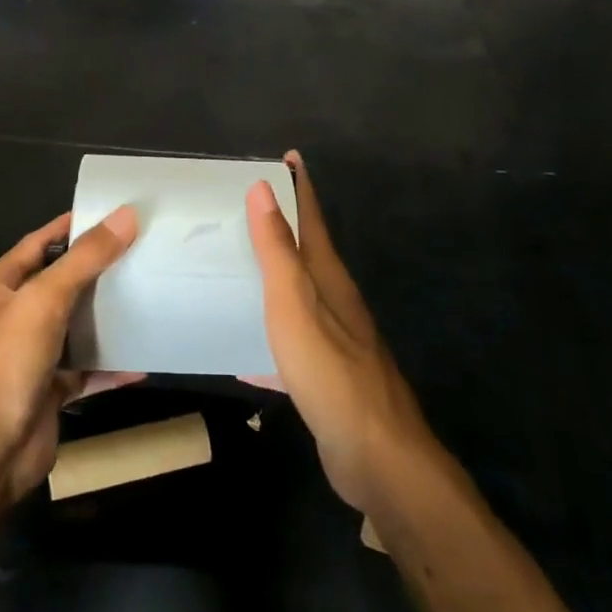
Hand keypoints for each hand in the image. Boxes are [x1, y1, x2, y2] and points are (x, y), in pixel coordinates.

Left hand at [0, 209, 140, 506]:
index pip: (40, 243)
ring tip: (150, 295)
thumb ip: (85, 259)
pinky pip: (85, 371)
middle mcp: (11, 316)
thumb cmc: (2, 364)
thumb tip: (126, 215)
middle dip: (98, 270)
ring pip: (74, 327)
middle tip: (144, 252)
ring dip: (106, 317)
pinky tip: (144, 359)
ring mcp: (29, 356)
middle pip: (60, 283)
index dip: (73, 226)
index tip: (116, 213)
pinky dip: (111, 366)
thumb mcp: (43, 300)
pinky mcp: (48, 392)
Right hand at [245, 151, 435, 514]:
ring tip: (236, 270)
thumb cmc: (330, 370)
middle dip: (281, 228)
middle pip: (307, 253)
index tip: (287, 156)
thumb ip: (278, 250)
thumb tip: (264, 188)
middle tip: (243, 209)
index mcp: (329, 277)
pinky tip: (243, 354)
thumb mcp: (295, 304)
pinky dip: (267, 338)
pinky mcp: (326, 376)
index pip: (312, 217)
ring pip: (298, 297)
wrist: (375, 455)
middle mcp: (335, 301)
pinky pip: (290, 344)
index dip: (299, 185)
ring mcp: (334, 340)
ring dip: (272, 279)